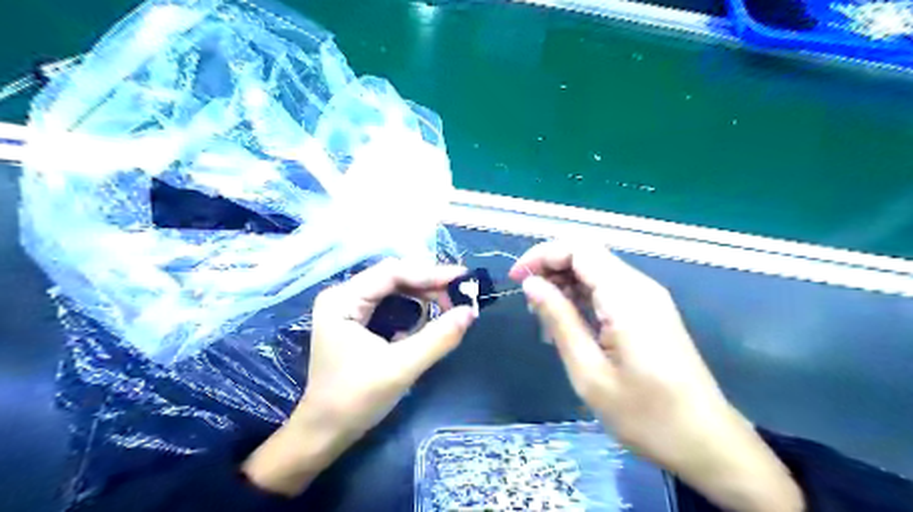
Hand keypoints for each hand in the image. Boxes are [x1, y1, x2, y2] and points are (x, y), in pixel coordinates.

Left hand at [243, 260, 474, 494]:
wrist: (325, 433)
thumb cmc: (355, 400)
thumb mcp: (401, 368)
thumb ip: (438, 338)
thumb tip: (471, 312)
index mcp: (343, 300)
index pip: (392, 273)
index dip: (430, 273)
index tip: (463, 279)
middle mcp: (343, 296)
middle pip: (393, 276)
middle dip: (428, 283)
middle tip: (461, 294)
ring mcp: (349, 308)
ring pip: (394, 288)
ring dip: (423, 294)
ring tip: (450, 303)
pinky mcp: (357, 321)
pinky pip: (391, 303)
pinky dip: (414, 306)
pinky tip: (430, 314)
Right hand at [511, 241, 799, 511]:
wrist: (706, 442)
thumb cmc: (645, 414)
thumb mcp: (589, 371)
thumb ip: (560, 319)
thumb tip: (532, 284)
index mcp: (626, 296)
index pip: (578, 248)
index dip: (542, 255)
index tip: (516, 280)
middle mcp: (639, 287)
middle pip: (587, 255)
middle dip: (551, 270)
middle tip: (531, 306)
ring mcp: (648, 299)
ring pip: (596, 271)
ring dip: (564, 286)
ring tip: (545, 321)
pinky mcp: (649, 312)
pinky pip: (608, 290)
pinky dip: (582, 298)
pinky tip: (569, 326)